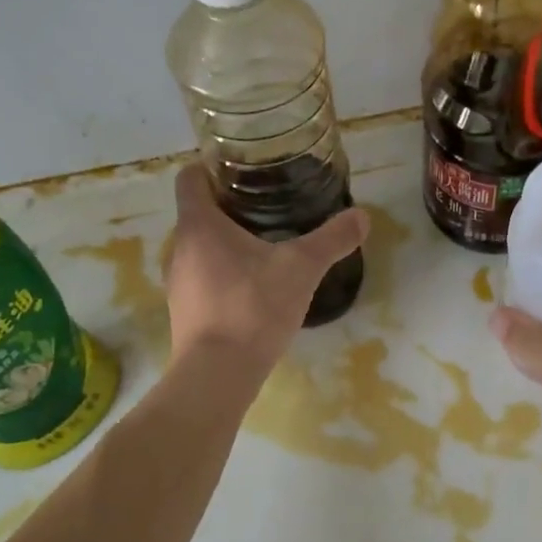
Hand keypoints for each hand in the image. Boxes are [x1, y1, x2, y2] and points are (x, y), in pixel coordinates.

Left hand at [165, 166, 368, 374]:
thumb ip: (332, 240)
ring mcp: (178, 282)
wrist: (218, 374)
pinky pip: (203, 279)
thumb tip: (363, 216)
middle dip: (230, 207)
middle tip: (268, 207)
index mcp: (199, 224)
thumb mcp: (301, 268)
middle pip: (198, 213)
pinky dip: (224, 275)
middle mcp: (179, 247)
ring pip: (200, 248)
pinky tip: (254, 289)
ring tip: (265, 247)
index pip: (191, 177)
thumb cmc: (253, 307)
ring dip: (227, 244)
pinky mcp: (184, 312)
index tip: (243, 170)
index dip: (212, 167)